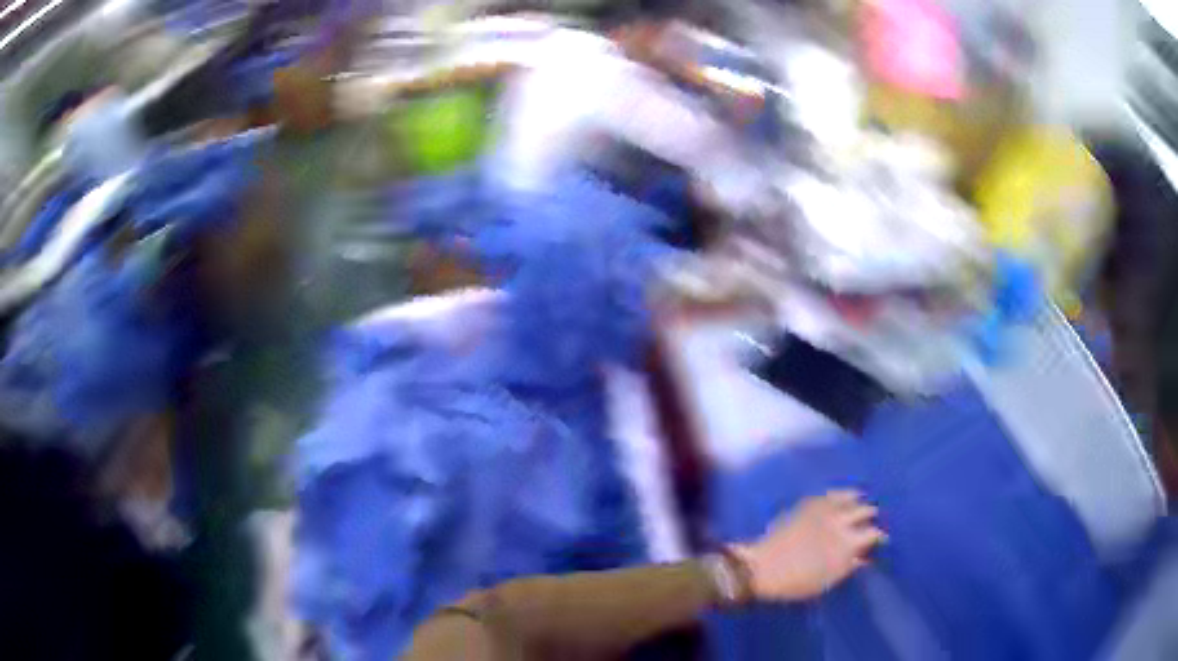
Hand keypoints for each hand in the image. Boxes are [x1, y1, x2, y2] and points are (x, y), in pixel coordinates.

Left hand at [733, 490, 885, 601]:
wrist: (760, 568)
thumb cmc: (795, 582)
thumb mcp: (827, 581)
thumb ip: (848, 567)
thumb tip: (863, 557)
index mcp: (847, 543)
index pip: (873, 533)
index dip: (880, 536)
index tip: (881, 540)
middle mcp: (840, 522)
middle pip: (865, 511)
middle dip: (870, 516)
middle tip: (872, 520)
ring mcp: (823, 510)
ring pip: (850, 498)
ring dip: (858, 501)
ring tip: (862, 502)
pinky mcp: (807, 505)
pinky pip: (829, 494)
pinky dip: (840, 494)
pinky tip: (843, 495)